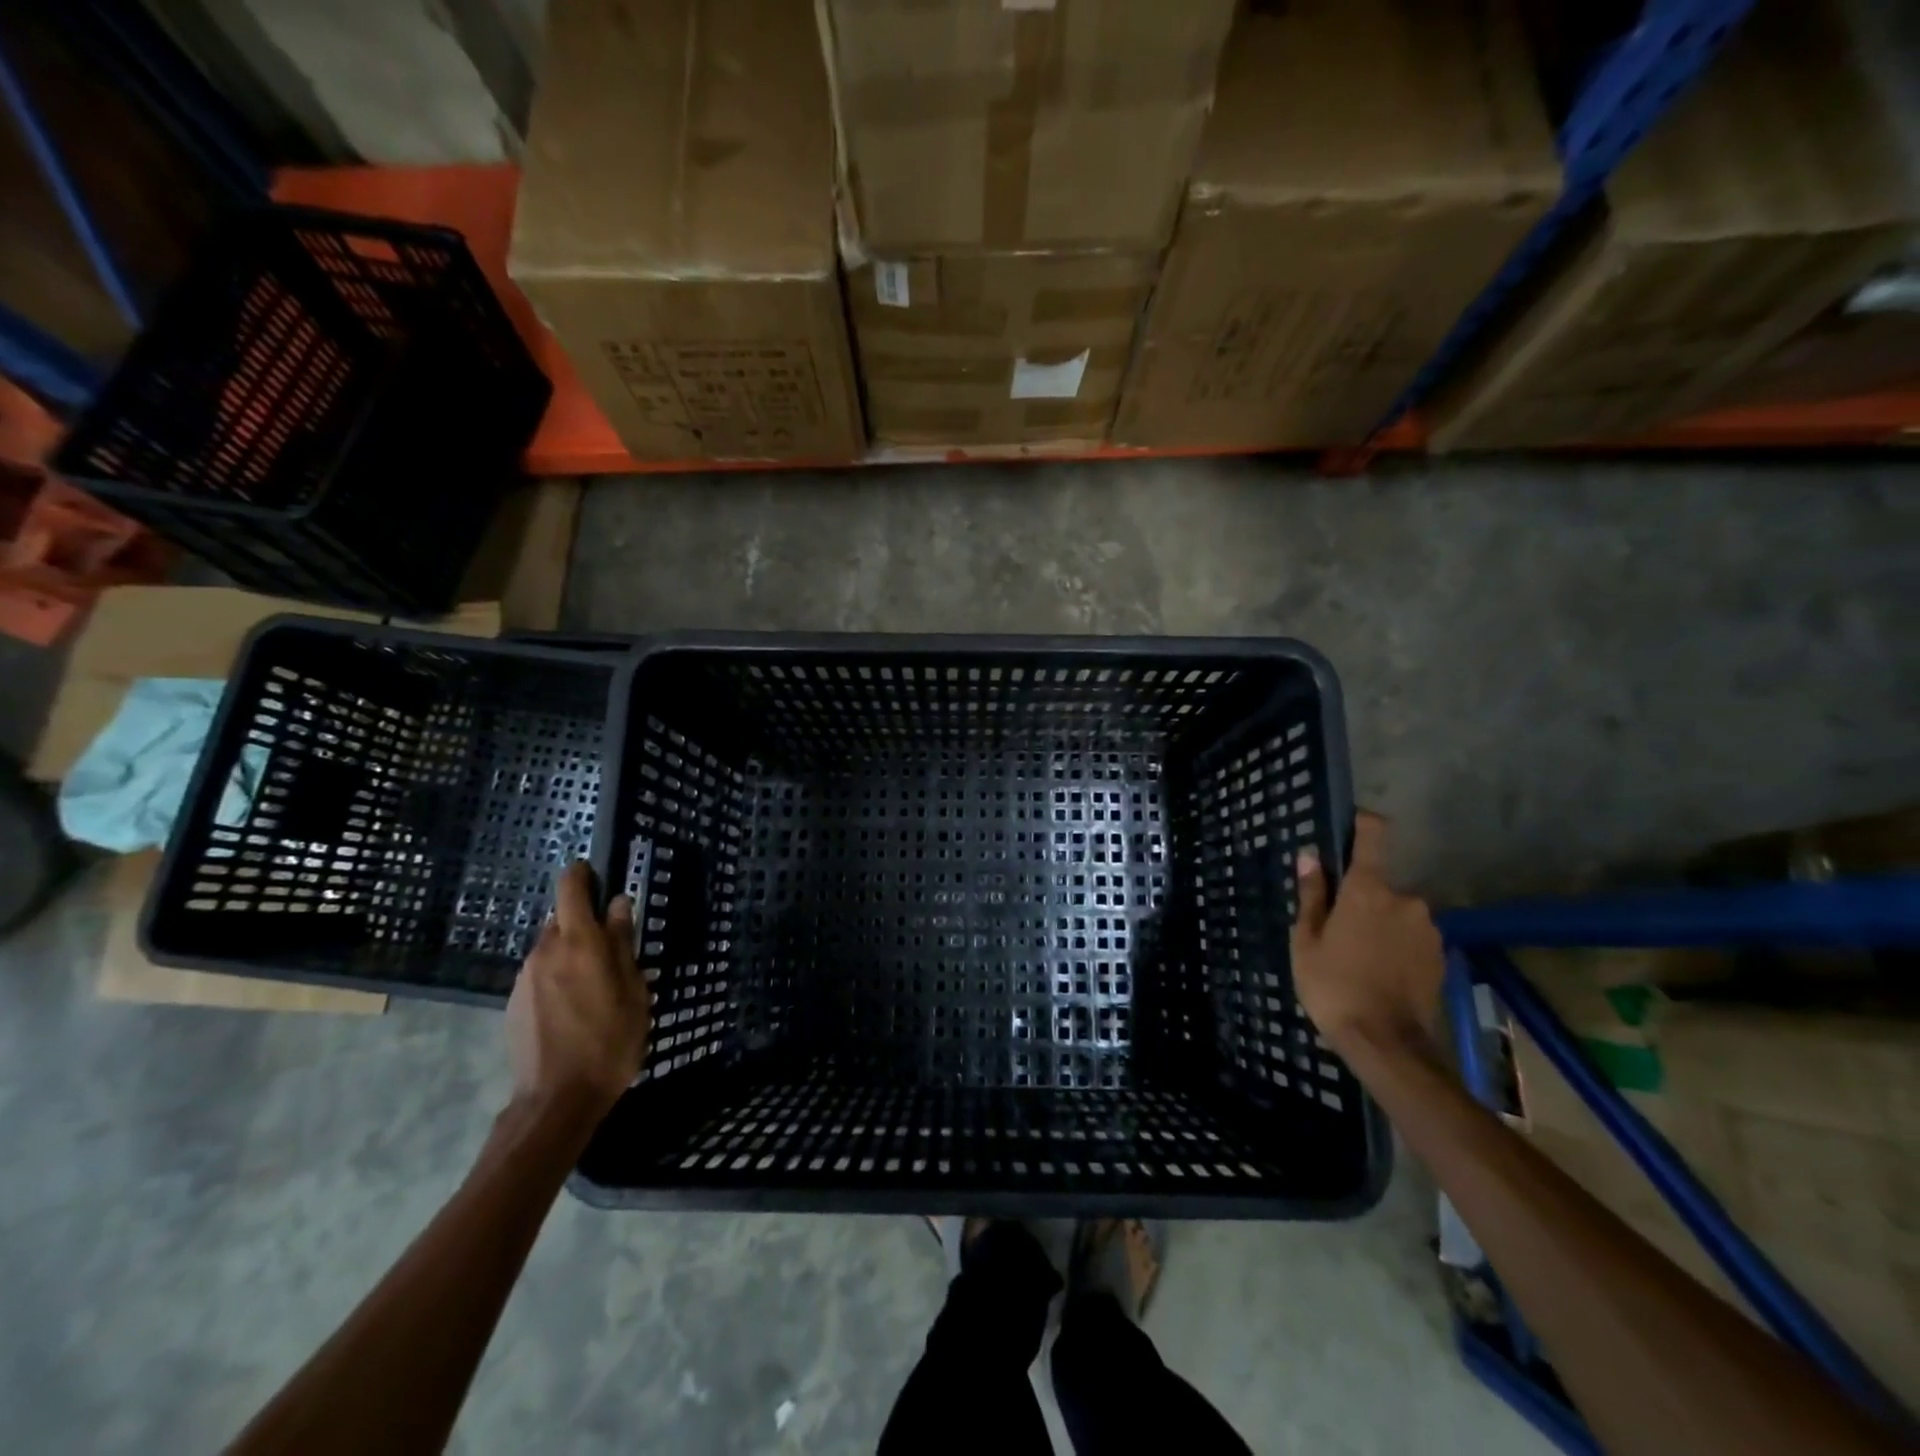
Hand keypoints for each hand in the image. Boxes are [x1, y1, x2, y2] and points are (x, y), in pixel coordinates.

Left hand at [506, 861, 648, 1124]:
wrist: (556, 1100)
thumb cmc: (609, 1041)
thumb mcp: (633, 990)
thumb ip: (623, 943)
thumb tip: (618, 904)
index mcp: (579, 942)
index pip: (571, 888)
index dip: (582, 874)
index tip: (596, 873)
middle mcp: (546, 951)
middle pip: (560, 918)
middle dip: (584, 921)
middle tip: (612, 945)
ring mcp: (525, 977)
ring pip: (551, 946)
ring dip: (572, 951)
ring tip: (596, 982)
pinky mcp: (514, 1002)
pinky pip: (541, 973)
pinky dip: (559, 976)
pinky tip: (575, 1006)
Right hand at [1290, 812, 1444, 1055]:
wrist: (1387, 1044)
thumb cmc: (1333, 985)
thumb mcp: (1306, 941)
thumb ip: (1312, 895)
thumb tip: (1311, 856)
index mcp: (1368, 890)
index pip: (1373, 836)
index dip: (1363, 824)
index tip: (1351, 823)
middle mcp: (1406, 900)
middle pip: (1379, 884)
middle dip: (1361, 898)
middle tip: (1338, 928)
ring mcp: (1428, 929)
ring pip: (1397, 913)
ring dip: (1380, 924)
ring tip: (1358, 957)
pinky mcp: (1441, 956)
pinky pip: (1412, 938)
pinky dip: (1397, 946)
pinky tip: (1380, 972)